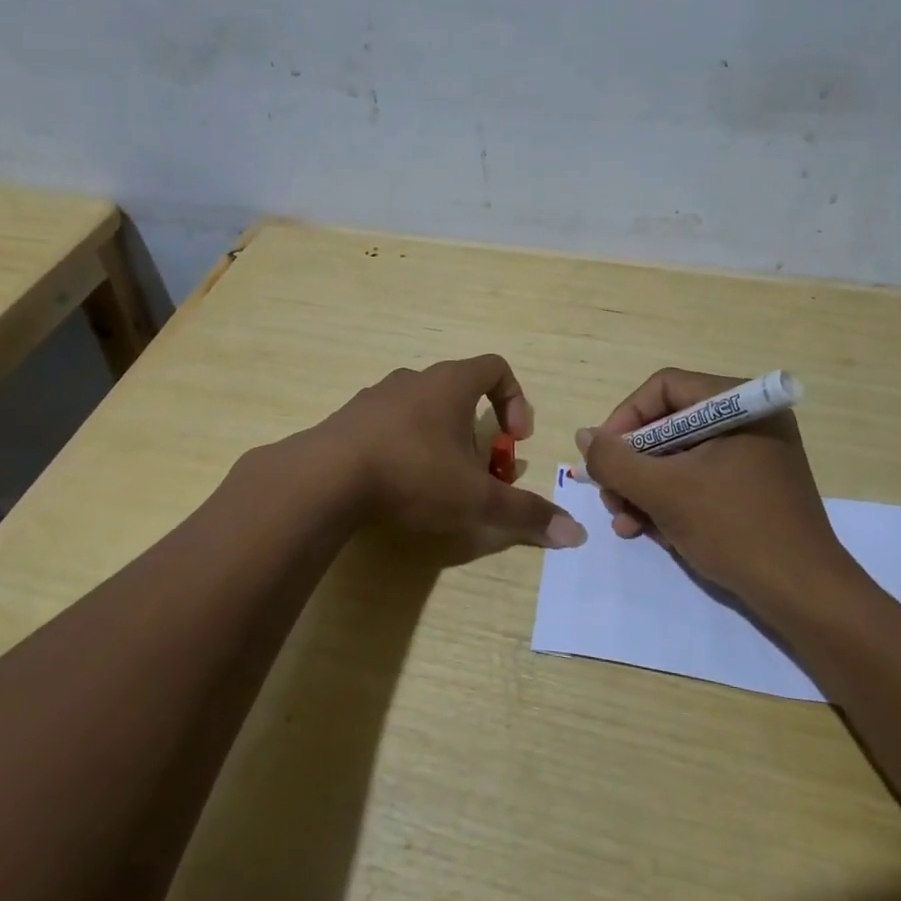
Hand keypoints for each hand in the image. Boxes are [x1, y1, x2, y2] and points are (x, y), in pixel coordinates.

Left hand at [319, 355, 586, 548]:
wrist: (325, 478)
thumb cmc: (413, 474)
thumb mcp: (475, 499)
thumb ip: (524, 513)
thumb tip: (576, 533)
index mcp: (450, 383)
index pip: (497, 368)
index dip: (515, 400)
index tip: (513, 440)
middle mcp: (415, 379)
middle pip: (460, 393)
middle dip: (478, 432)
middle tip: (479, 472)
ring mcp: (377, 396)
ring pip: (423, 409)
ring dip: (441, 439)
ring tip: (439, 481)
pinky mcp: (349, 419)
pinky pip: (390, 424)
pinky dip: (405, 446)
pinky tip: (397, 483)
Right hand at [575, 367, 852, 609]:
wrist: (805, 596)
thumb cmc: (735, 530)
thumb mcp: (664, 492)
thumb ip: (616, 460)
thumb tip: (585, 436)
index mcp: (740, 404)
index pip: (664, 388)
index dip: (625, 418)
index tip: (602, 457)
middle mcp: (749, 420)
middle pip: (669, 425)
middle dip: (633, 464)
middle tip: (610, 496)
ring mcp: (754, 455)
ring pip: (680, 457)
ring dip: (645, 488)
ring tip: (625, 523)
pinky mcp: (754, 487)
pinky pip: (699, 479)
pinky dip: (671, 501)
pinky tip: (650, 531)